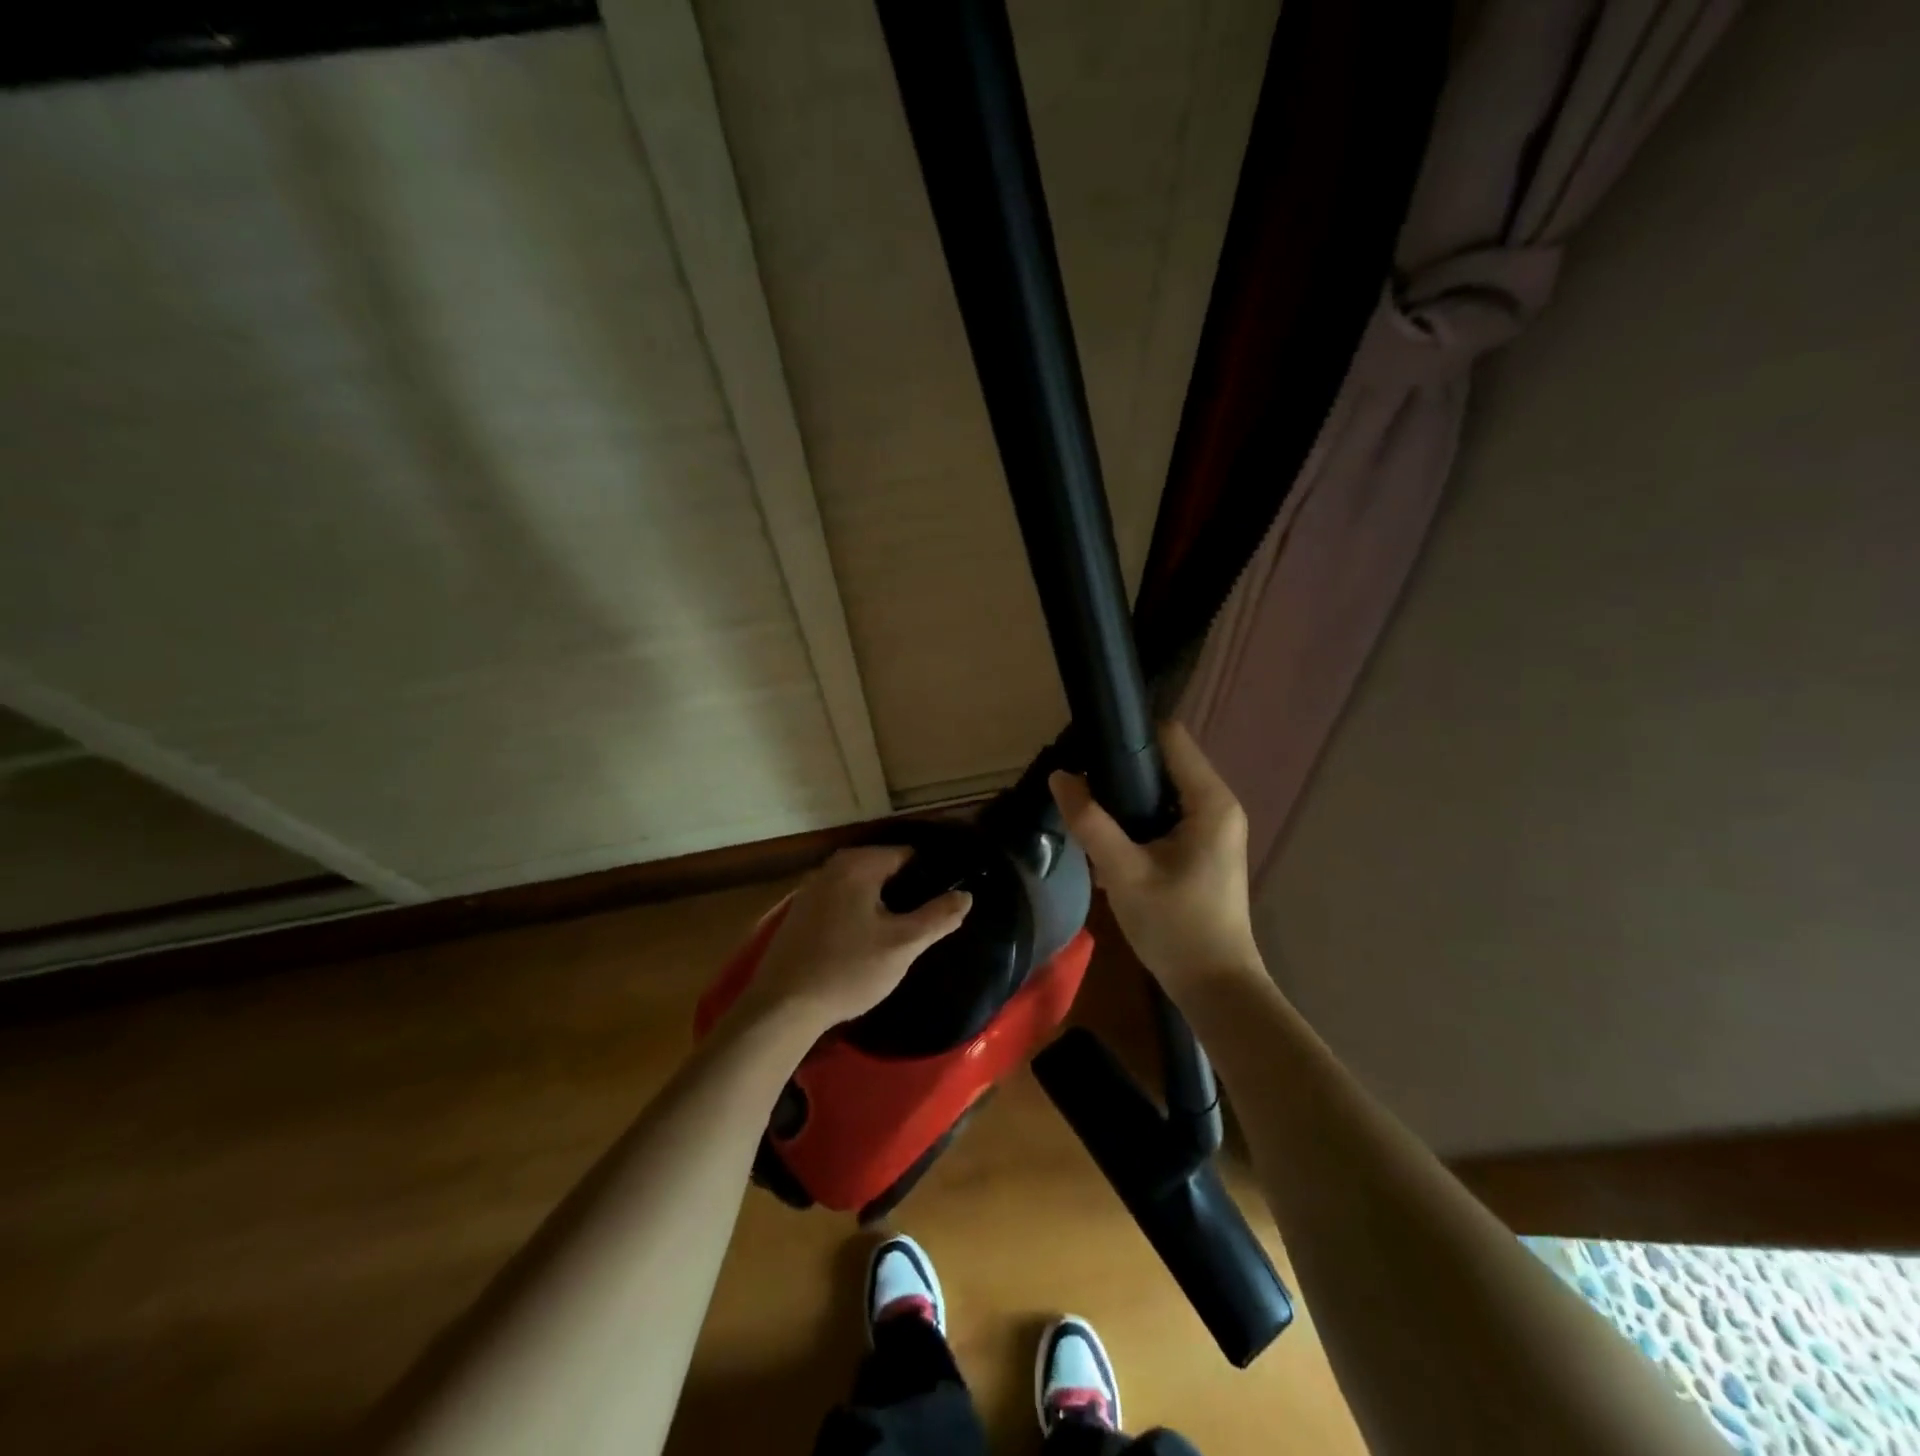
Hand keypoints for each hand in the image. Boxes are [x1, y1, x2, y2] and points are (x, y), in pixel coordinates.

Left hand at [739, 846, 972, 1032]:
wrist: (783, 1007)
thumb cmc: (848, 970)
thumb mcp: (902, 945)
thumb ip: (938, 917)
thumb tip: (966, 895)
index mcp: (857, 864)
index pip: (908, 855)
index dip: (931, 877)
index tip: (944, 902)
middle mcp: (832, 867)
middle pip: (884, 870)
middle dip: (906, 892)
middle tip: (925, 923)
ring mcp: (812, 889)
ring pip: (863, 888)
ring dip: (882, 905)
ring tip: (901, 934)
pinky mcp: (800, 913)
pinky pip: (842, 902)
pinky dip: (859, 914)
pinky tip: (866, 942)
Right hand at [1048, 722, 1261, 990]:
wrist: (1214, 987)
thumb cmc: (1175, 927)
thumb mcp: (1124, 872)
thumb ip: (1090, 822)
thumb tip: (1059, 776)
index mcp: (1210, 801)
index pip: (1170, 737)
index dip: (1128, 735)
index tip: (1087, 746)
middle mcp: (1218, 805)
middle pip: (1164, 762)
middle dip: (1120, 769)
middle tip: (1079, 784)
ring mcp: (1213, 828)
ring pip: (1162, 791)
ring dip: (1125, 798)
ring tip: (1086, 809)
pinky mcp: (1203, 848)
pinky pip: (1166, 816)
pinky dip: (1137, 821)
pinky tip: (1108, 841)